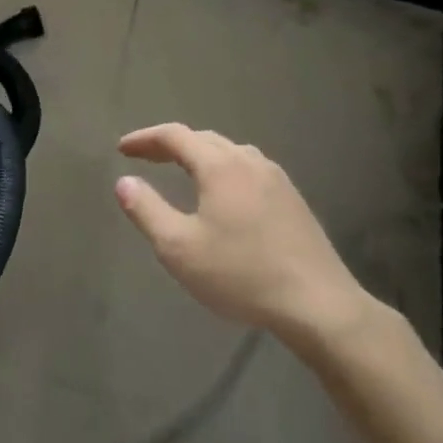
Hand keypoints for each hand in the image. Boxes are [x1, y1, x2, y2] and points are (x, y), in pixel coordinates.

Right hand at [115, 123, 371, 351]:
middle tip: (145, 158)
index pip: (174, 135)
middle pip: (203, 139)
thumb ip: (146, 211)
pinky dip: (224, 169)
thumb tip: (124, 183)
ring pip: (229, 152)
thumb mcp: (179, 248)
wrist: (321, 307)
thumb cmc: (242, 274)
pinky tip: (224, 194)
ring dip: (200, 154)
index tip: (122, 149)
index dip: (145, 138)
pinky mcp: (294, 200)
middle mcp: (248, 161)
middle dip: (170, 144)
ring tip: (182, 171)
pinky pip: (249, 169)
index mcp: (219, 166)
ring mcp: (277, 179)